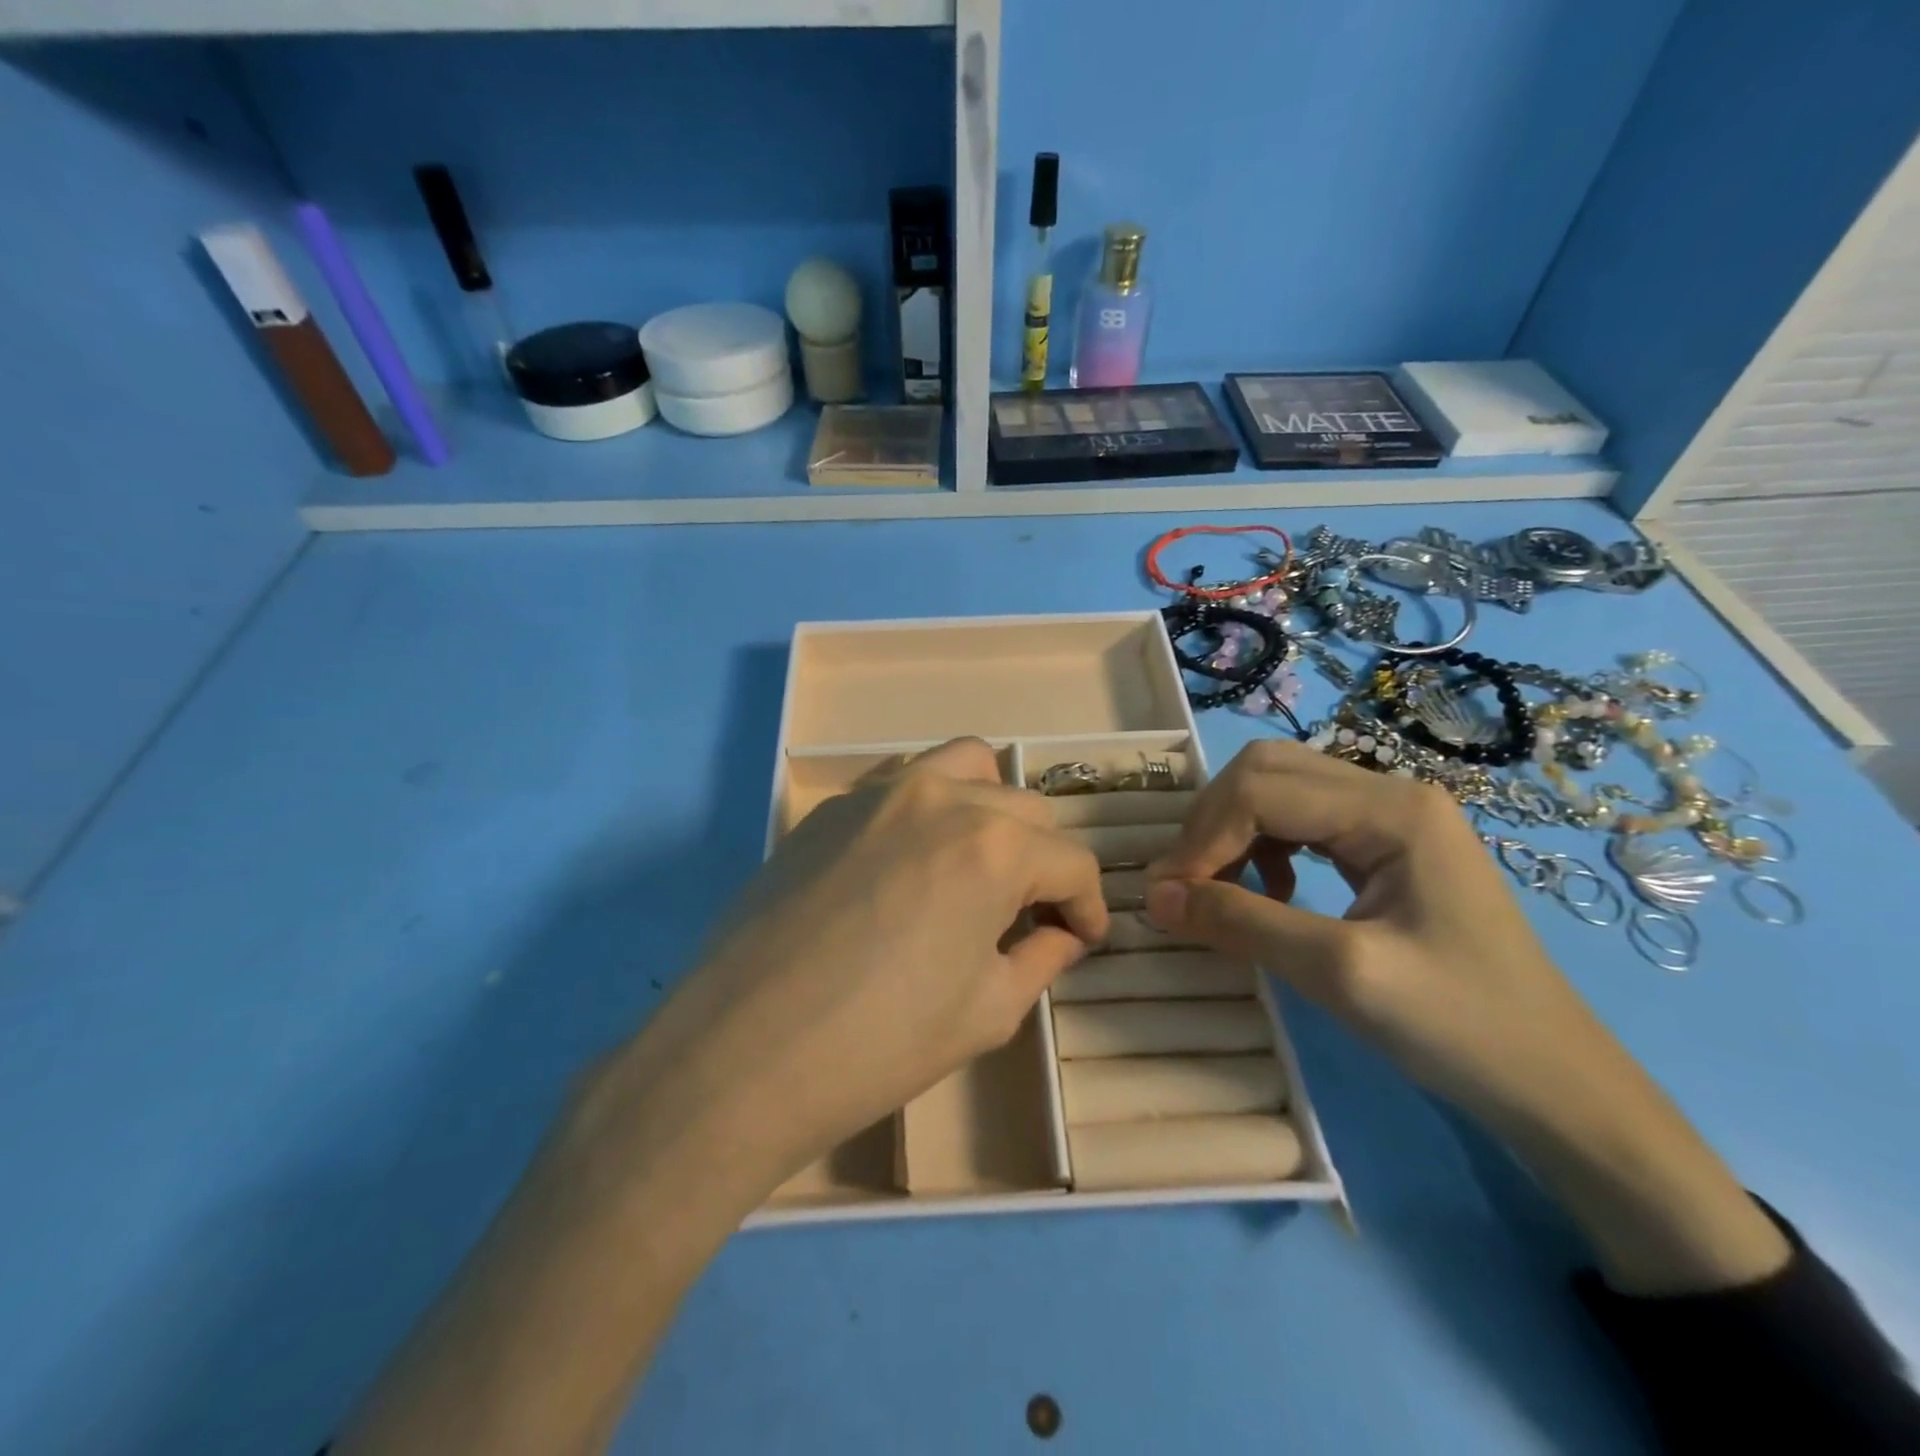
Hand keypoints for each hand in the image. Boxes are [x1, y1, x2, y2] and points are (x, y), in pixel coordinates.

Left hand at [586, 737, 1108, 1202]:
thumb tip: (1062, 934)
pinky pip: (902, 779)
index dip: (1088, 905)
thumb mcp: (987, 1012)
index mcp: (992, 846)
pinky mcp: (831, 807)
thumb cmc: (880, 1044)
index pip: (1069, 861)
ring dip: (990, 810)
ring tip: (977, 863)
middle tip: (1028, 915)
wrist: (743, 1052)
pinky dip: (931, 802)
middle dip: (1042, 861)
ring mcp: (878, 793)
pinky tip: (914, 856)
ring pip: (964, 767)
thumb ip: (1040, 959)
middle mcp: (940, 797)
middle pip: (1024, 809)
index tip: (1082, 937)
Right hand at [1144, 741, 1786, 1294]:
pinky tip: (1268, 893)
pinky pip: (1300, 820)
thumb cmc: (1459, 1029)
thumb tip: (1154, 895)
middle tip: (1184, 887)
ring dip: (1231, 832)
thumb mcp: (1339, 974)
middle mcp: (1391, 792)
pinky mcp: (1387, 843)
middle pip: (1265, 771)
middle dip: (1211, 824)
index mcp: (1393, 810)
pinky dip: (1261, 846)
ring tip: (1217, 891)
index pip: (1261, 791)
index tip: (1166, 898)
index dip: (1202, 839)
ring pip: (1277, 788)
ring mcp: (1392, 814)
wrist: (1555, 1085)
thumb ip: (1241, 923)